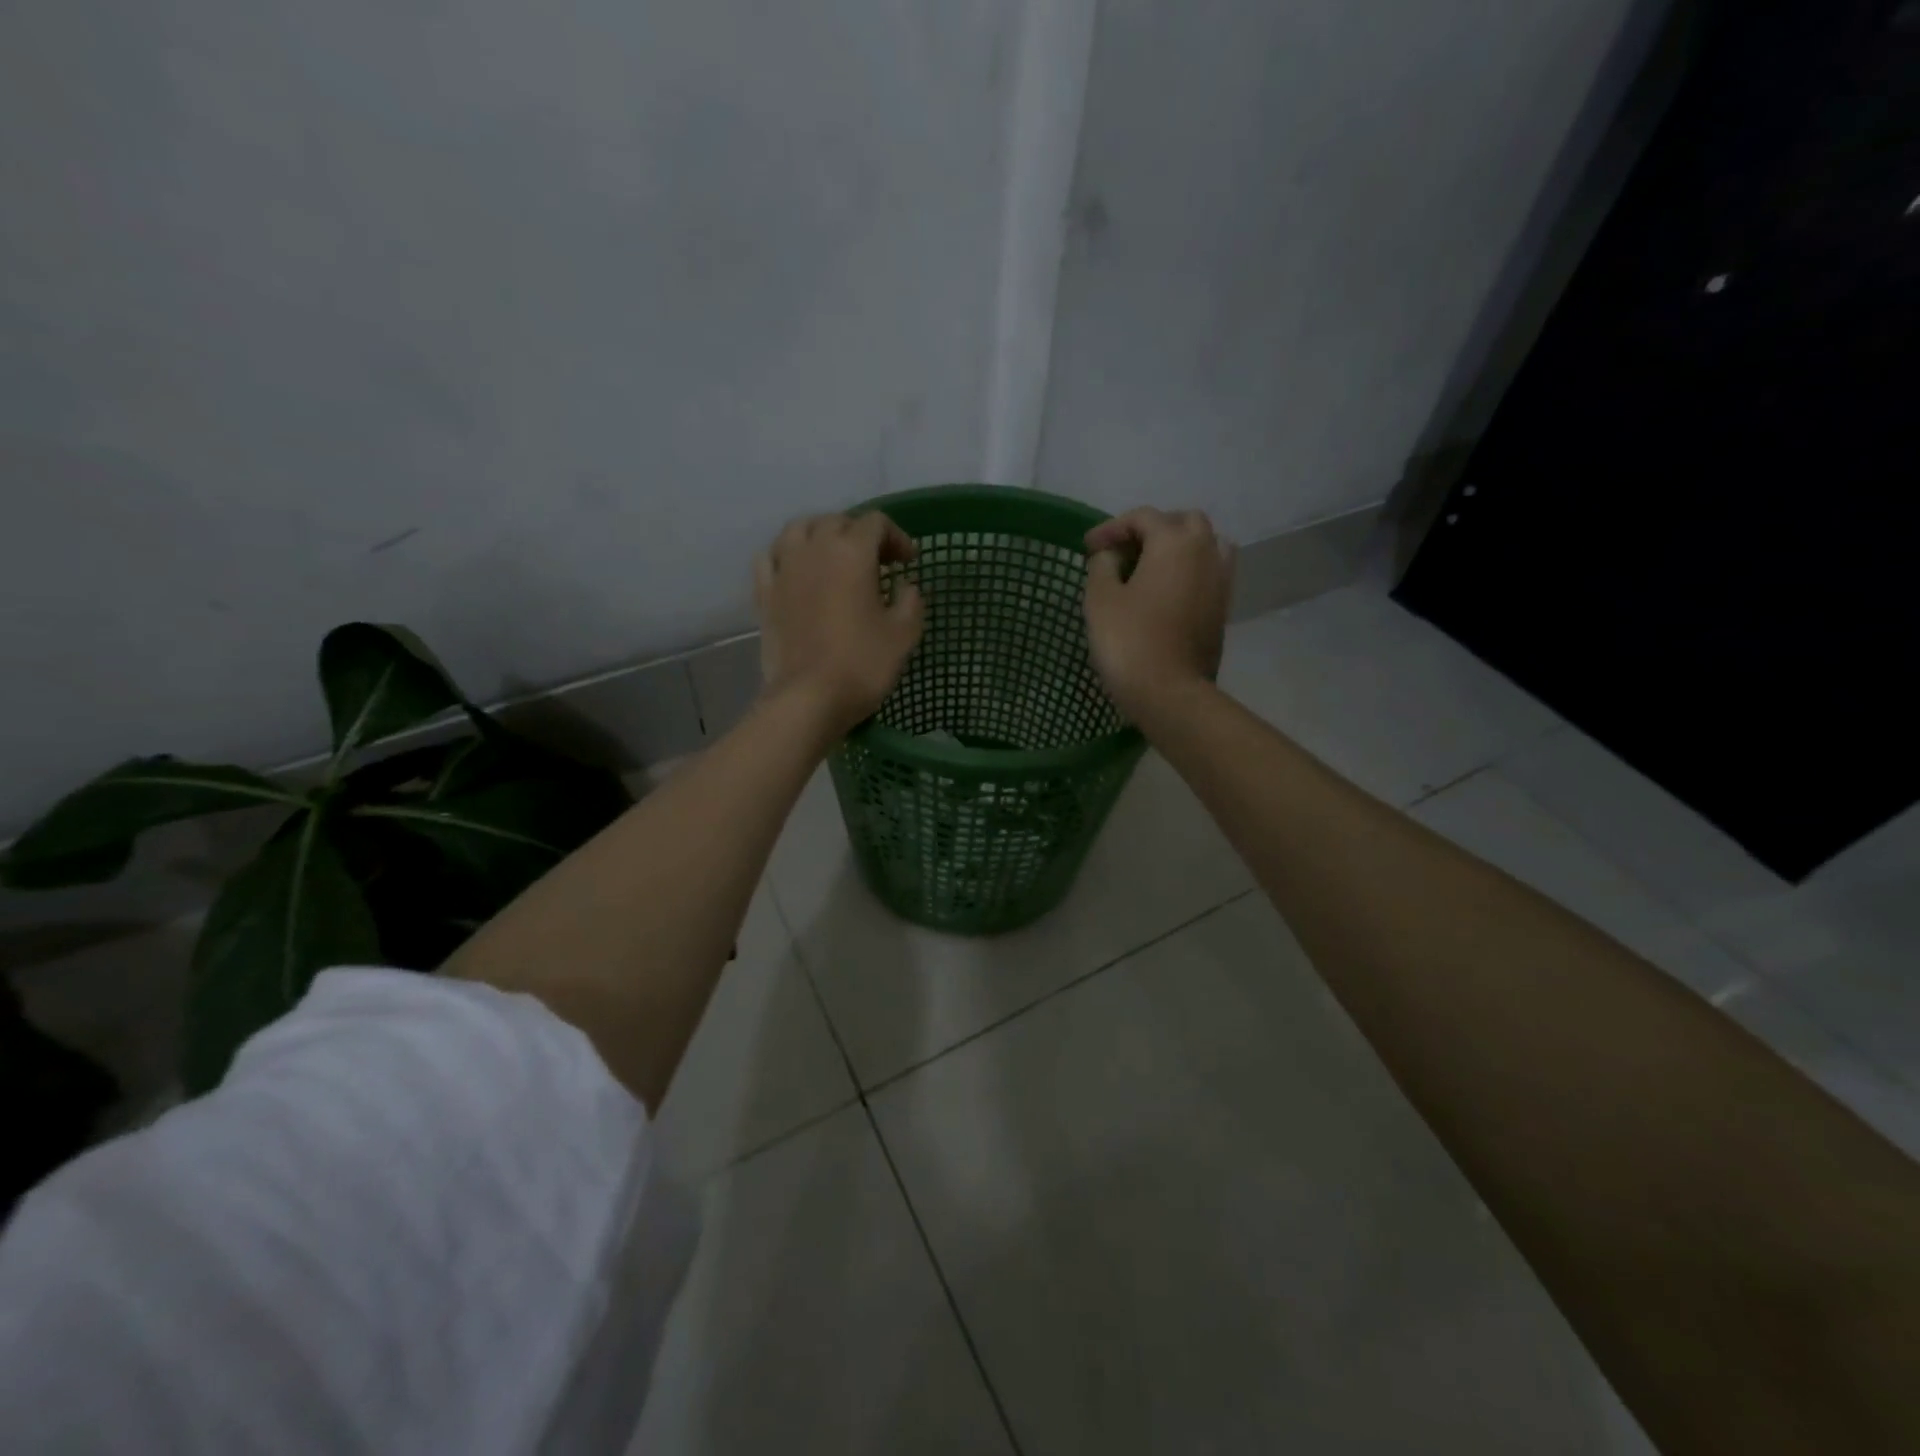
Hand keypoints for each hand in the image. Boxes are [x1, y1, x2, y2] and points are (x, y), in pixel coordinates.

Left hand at [755, 512, 924, 740]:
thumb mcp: (904, 634)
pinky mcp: (764, 593)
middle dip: (860, 533)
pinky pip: (771, 557)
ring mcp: (784, 570)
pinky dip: (786, 554)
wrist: (809, 698)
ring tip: (834, 556)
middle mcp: (814, 550)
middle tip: (877, 561)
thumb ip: (911, 601)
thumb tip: (906, 586)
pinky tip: (797, 569)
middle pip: (837, 521)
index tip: (908, 563)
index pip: (875, 523)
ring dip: (820, 534)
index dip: (896, 537)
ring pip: (799, 529)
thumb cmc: (863, 664)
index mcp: (852, 553)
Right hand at [1083, 508, 1233, 721]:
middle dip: (1152, 529)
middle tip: (1124, 551)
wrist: (1170, 692)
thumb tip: (1111, 556)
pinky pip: (1210, 573)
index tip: (1089, 548)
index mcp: (1175, 542)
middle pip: (1183, 522)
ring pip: (1206, 545)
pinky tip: (1167, 591)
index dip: (1112, 528)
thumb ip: (1102, 566)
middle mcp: (1206, 552)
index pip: (1143, 517)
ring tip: (1151, 567)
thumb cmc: (1129, 641)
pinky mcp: (1223, 608)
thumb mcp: (1100, 599)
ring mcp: (1220, 581)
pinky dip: (1189, 571)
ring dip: (1178, 547)